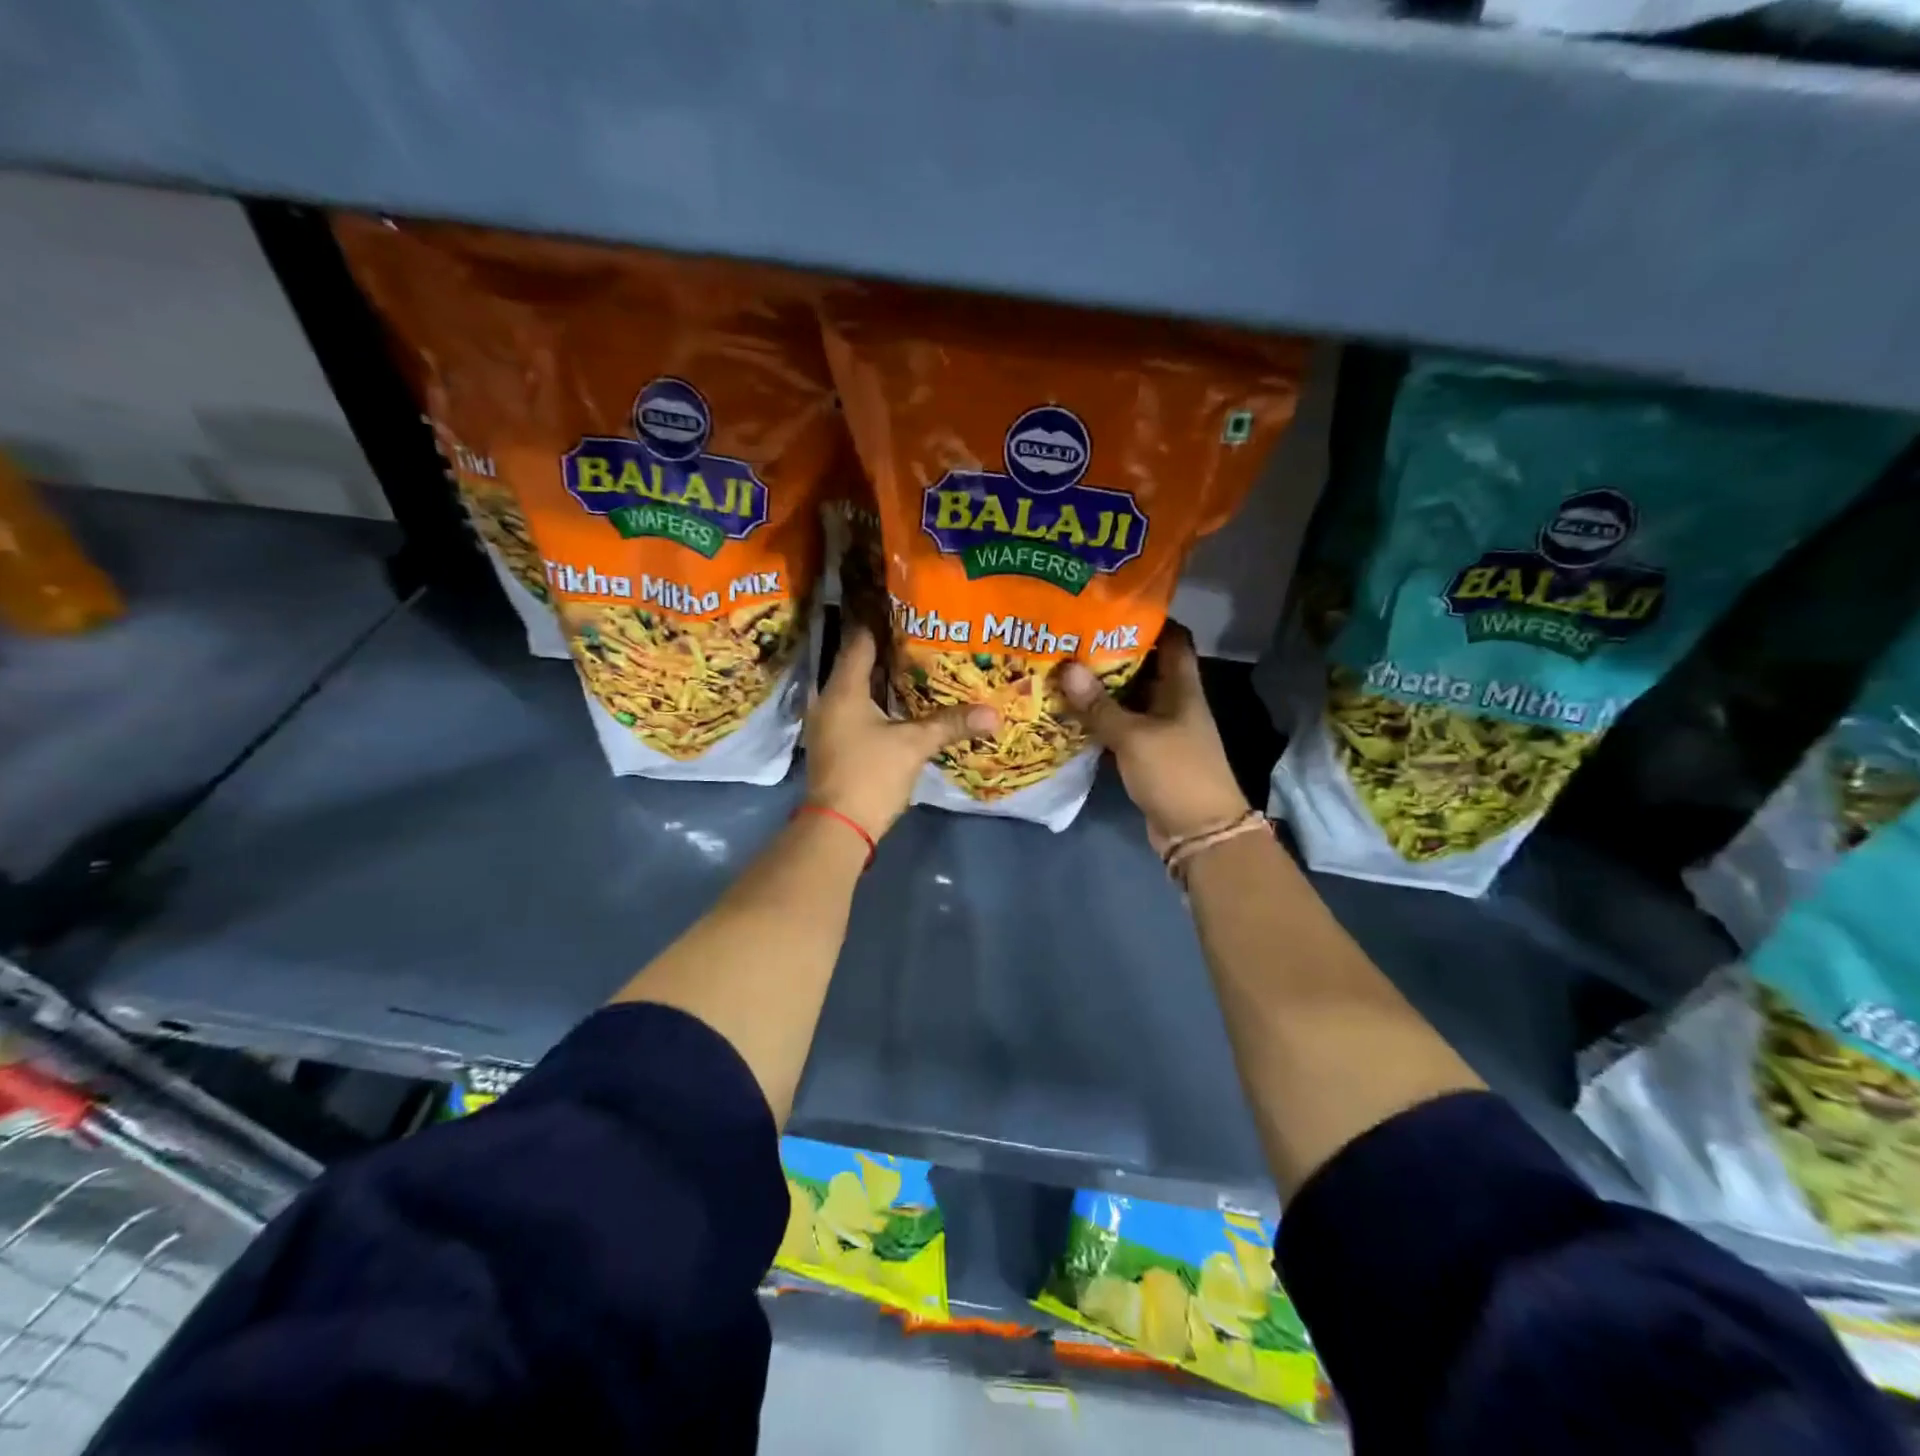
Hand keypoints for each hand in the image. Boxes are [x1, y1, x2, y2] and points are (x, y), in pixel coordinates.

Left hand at [804, 625, 998, 840]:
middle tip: (923, 638)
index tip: (909, 611)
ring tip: (917, 667)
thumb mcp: (914, 745)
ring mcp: (828, 723)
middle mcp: (829, 699)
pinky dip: (877, 704)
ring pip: (857, 690)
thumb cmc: (870, 775)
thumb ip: (950, 724)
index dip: (883, 623)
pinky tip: (902, 706)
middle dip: (889, 652)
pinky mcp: (834, 744)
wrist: (837, 828)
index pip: (860, 641)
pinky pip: (856, 711)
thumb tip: (993, 713)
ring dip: (883, 681)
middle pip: (858, 664)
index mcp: (843, 689)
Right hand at [1056, 622, 1249, 851]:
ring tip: (1062, 669)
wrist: (1198, 832)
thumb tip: (1067, 668)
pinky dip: (1098, 721)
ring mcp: (1160, 730)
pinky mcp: (1146, 754)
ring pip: (1128, 699)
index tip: (1111, 606)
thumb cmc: (1175, 773)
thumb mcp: (1134, 737)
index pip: (1173, 639)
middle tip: (1071, 637)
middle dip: (1111, 652)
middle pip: (1144, 667)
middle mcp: (1173, 703)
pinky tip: (1068, 713)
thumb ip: (1100, 706)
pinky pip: (1120, 728)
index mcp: (1182, 688)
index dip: (1149, 620)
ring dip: (1100, 689)